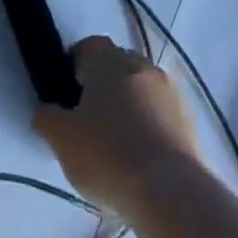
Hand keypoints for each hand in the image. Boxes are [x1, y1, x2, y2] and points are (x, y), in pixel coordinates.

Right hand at [32, 37, 199, 218]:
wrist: (170, 191)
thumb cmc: (107, 154)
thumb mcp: (61, 138)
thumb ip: (47, 117)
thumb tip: (49, 111)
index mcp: (110, 61)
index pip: (89, 46)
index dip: (75, 64)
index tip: (66, 90)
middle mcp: (143, 67)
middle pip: (118, 66)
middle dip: (103, 85)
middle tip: (87, 118)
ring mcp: (170, 93)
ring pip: (141, 90)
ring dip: (128, 106)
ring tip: (115, 143)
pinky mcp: (189, 121)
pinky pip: (160, 114)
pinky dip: (148, 127)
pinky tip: (139, 157)